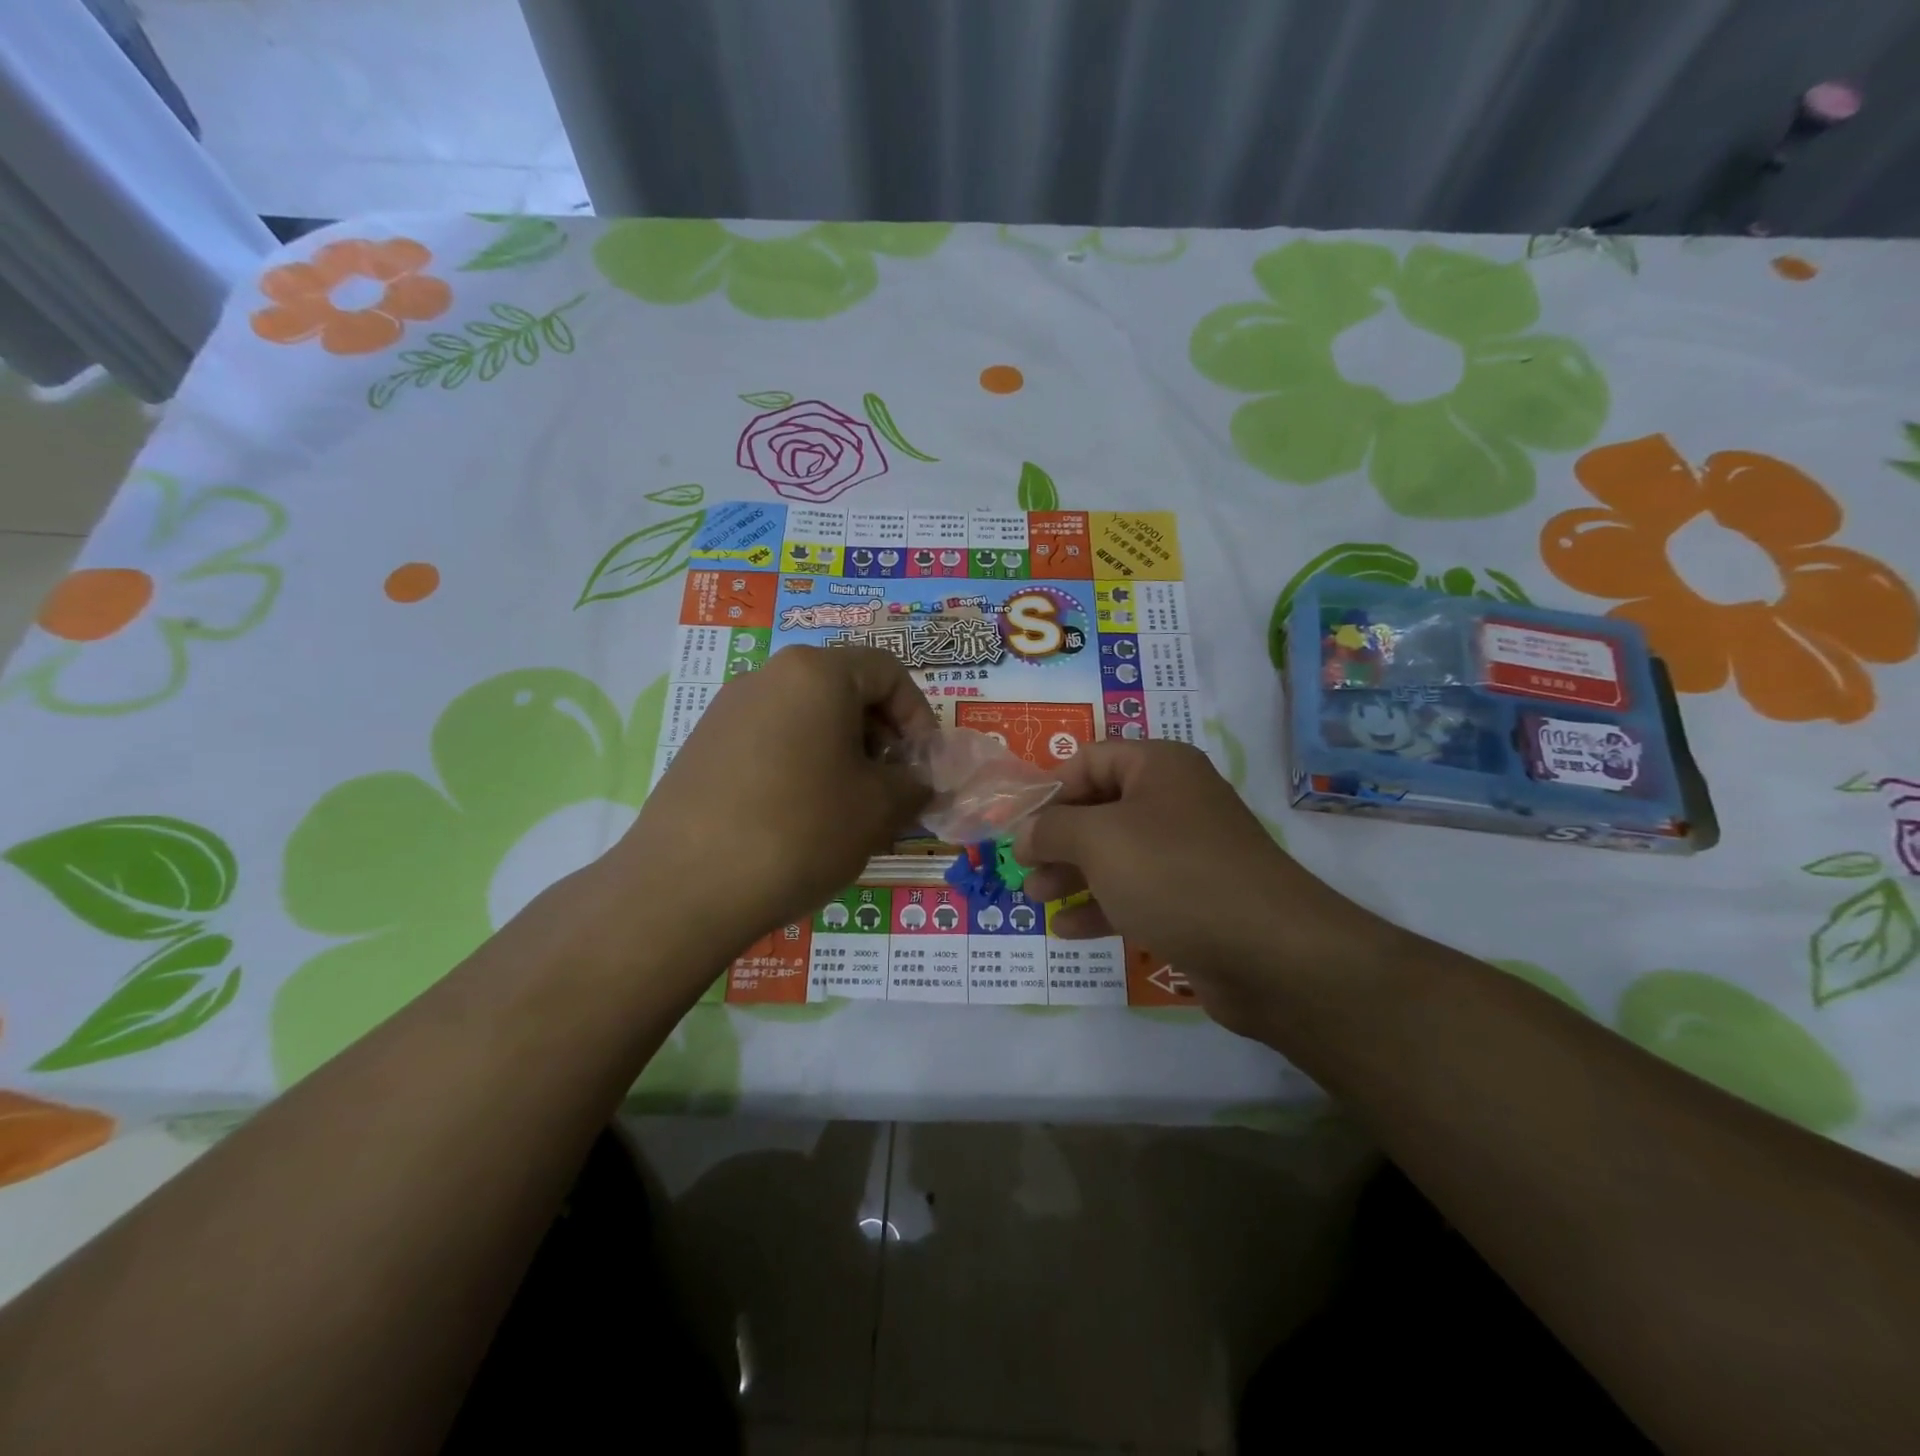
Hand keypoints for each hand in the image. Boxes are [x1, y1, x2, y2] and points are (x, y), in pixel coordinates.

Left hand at [613, 646, 933, 967]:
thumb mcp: (878, 809)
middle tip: (890, 788)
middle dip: (879, 736)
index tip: (922, 765)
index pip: (887, 671)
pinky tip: (799, 818)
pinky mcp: (702, 746)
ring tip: (847, 809)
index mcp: (816, 673)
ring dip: (841, 753)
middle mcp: (767, 676)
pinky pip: (770, 741)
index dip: (918, 716)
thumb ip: (914, 784)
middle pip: (844, 689)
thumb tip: (919, 782)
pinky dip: (800, 765)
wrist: (683, 888)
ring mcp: (728, 710)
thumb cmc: (800, 831)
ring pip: (806, 717)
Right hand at [1013, 740, 1396, 1040]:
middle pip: (1100, 808)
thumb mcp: (1100, 840)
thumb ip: (1053, 829)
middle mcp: (1174, 802)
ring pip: (1115, 854)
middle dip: (1057, 837)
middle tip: (1022, 867)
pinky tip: (1068, 930)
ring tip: (1036, 898)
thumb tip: (1025, 831)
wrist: (1270, 953)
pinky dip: (1100, 906)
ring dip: (1072, 874)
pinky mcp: (1192, 901)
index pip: (1090, 760)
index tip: (1015, 823)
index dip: (1049, 789)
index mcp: (1159, 767)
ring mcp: (1186, 854)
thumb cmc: (1175, 874)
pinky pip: (1135, 893)